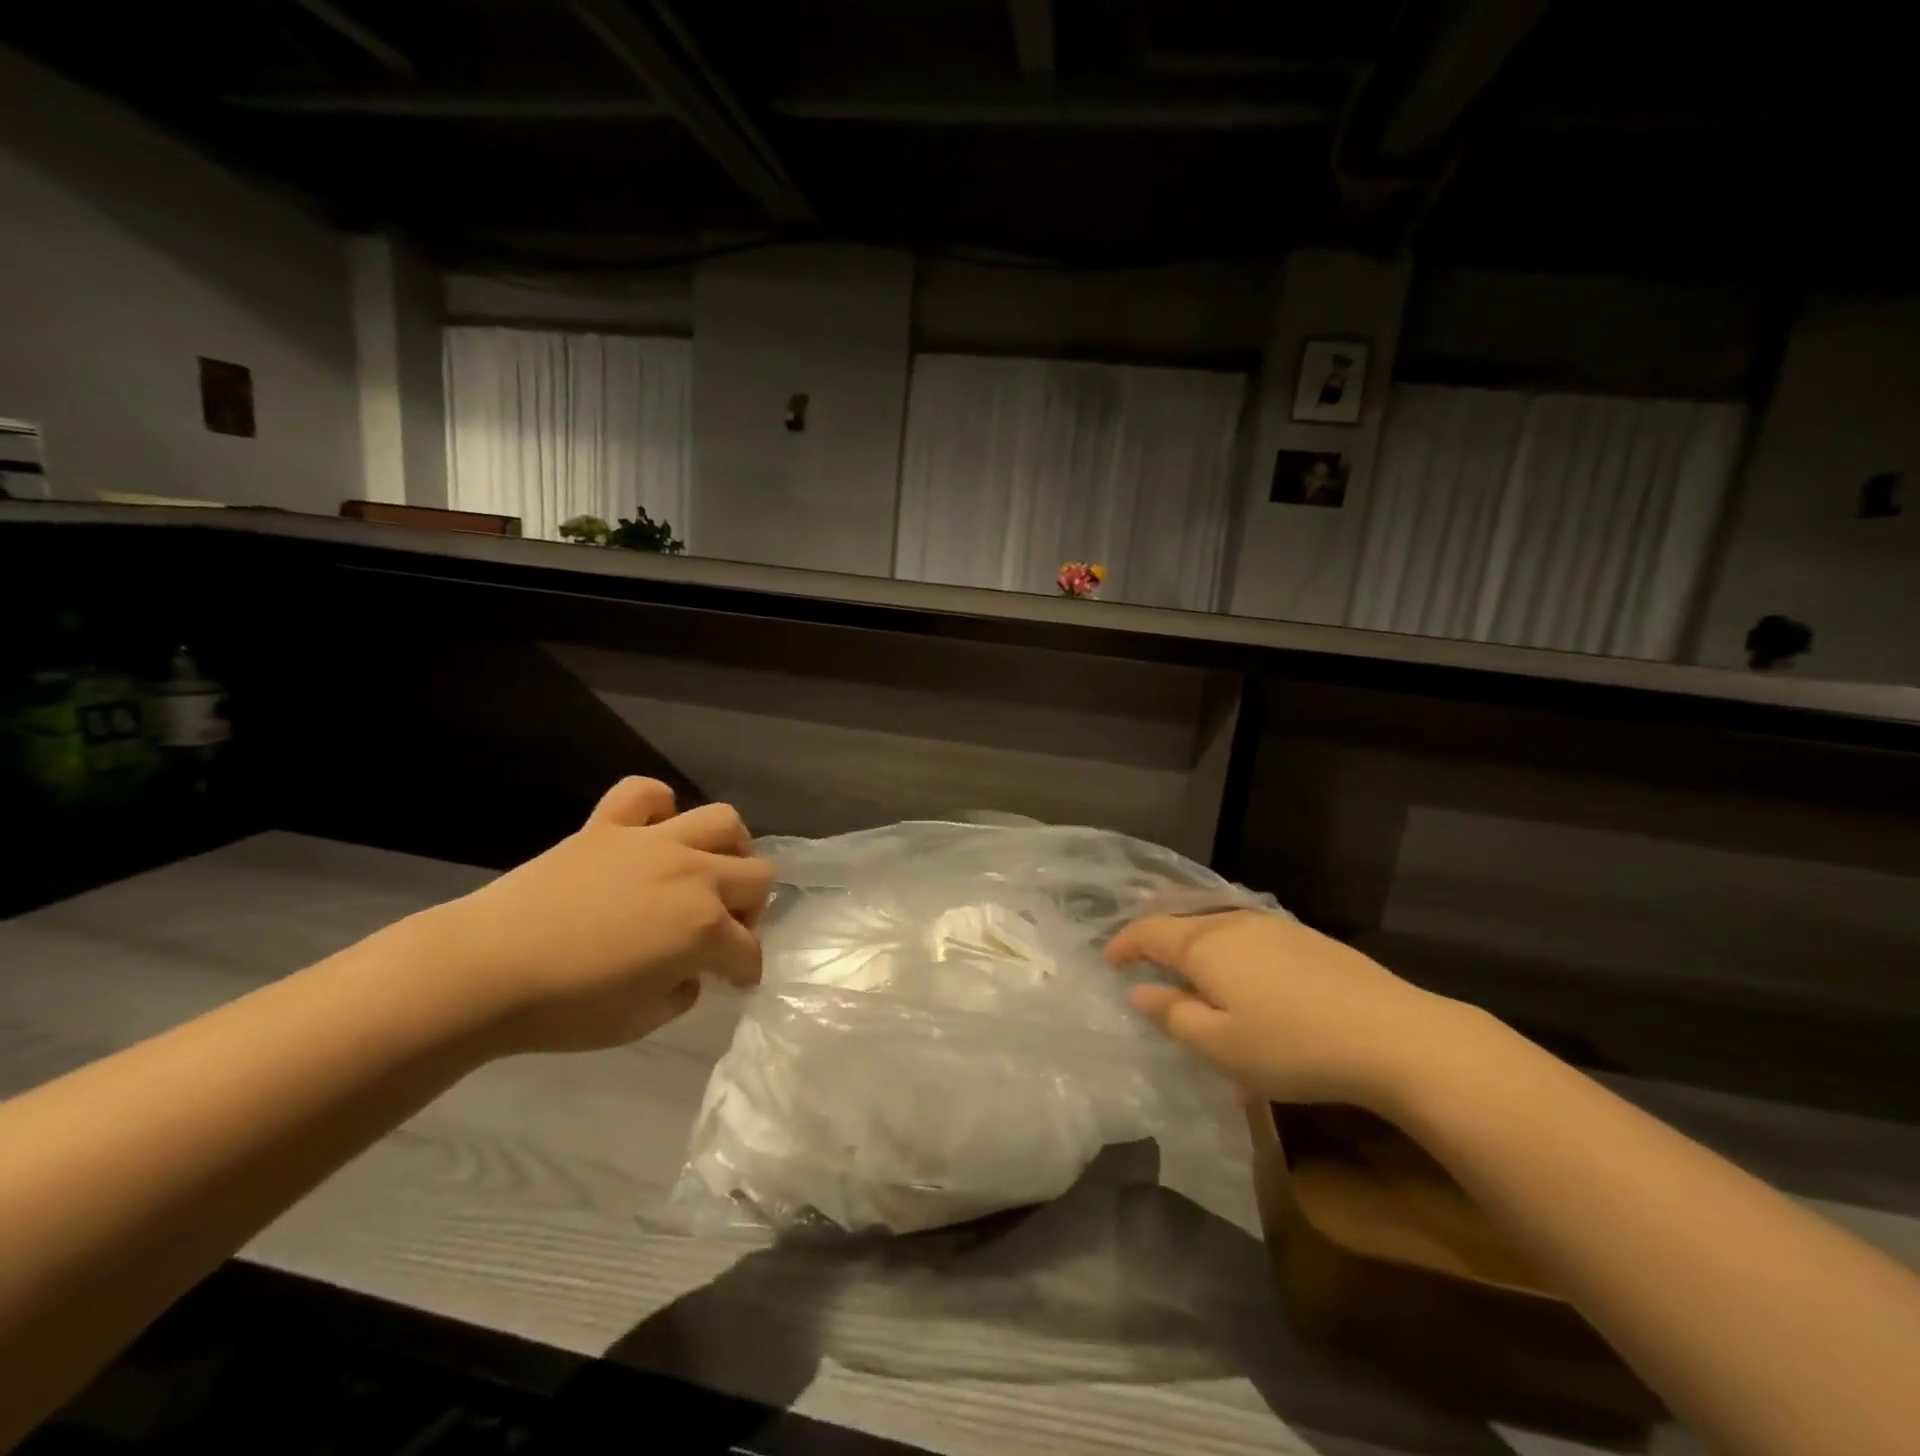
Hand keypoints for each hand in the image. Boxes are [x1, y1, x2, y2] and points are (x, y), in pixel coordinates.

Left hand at [425, 778, 772, 1054]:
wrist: (484, 972)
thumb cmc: (565, 1008)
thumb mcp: (642, 1021)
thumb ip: (682, 991)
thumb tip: (689, 971)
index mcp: (704, 928)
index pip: (747, 949)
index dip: (745, 970)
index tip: (735, 981)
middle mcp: (692, 874)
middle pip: (756, 877)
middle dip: (749, 909)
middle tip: (721, 930)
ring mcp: (653, 842)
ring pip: (722, 821)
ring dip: (728, 848)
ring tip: (706, 870)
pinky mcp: (608, 825)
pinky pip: (645, 793)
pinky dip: (656, 808)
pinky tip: (650, 833)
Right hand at [1105, 911, 1479, 1112]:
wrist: (1394, 1035)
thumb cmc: (1292, 1045)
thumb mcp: (1220, 1046)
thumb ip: (1172, 1016)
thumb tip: (1140, 992)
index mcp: (1205, 945)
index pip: (1149, 932)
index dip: (1124, 944)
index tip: (1108, 960)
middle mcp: (1234, 923)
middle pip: (1182, 919)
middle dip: (1156, 933)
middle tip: (1139, 953)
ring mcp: (1275, 926)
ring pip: (1217, 924)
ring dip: (1193, 940)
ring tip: (1185, 962)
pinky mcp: (1307, 939)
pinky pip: (1248, 934)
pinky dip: (1226, 946)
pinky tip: (1240, 970)